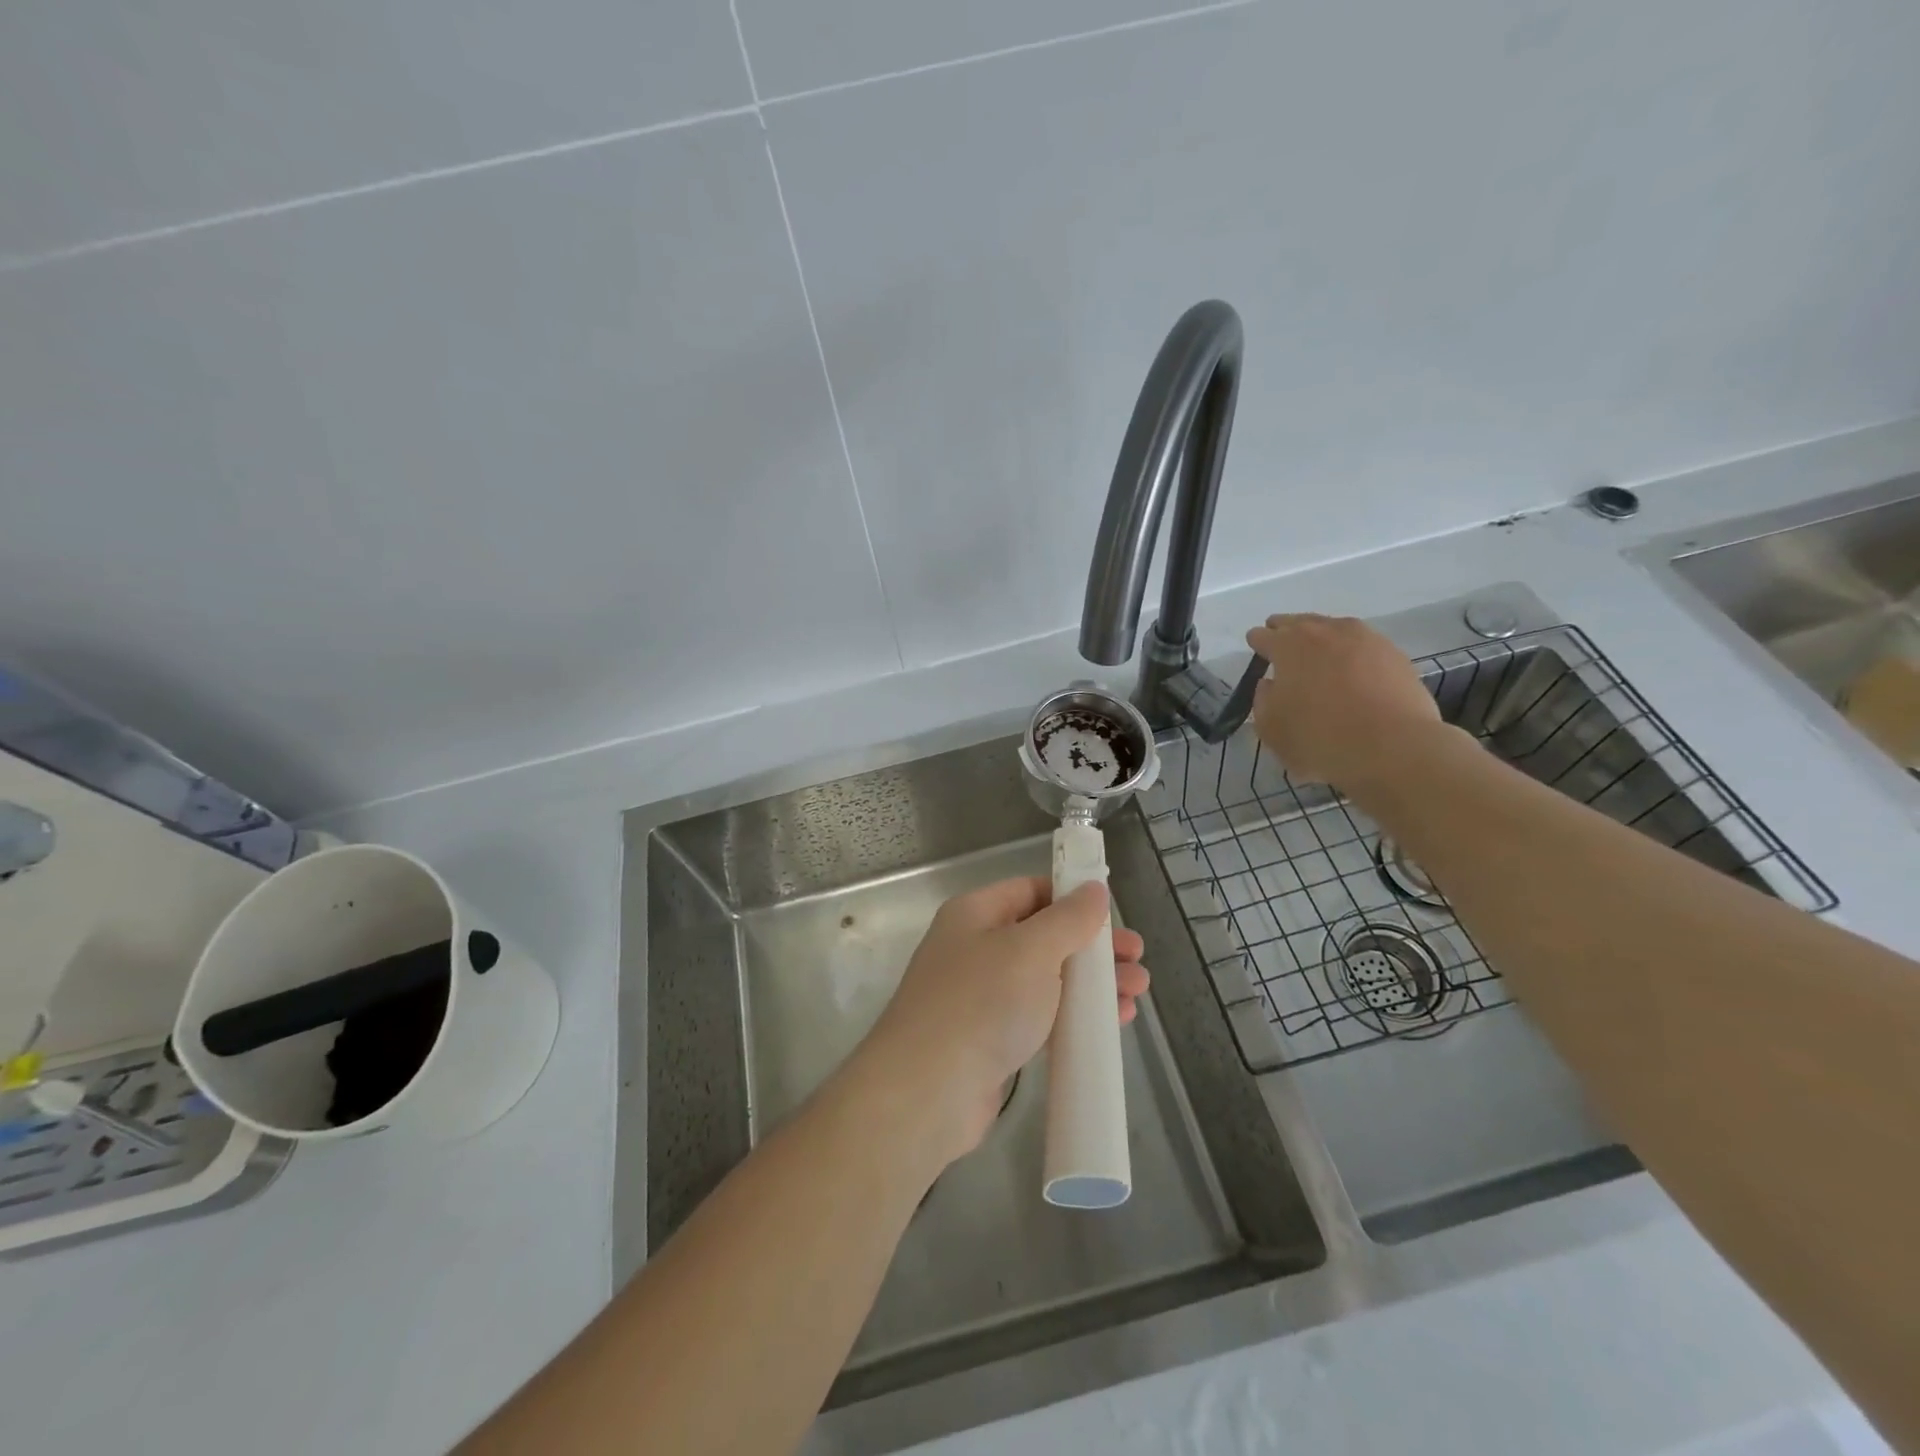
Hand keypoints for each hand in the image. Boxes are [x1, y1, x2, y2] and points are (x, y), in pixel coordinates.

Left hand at [847, 877, 1148, 1168]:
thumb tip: (1093, 889)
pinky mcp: (990, 1039)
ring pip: (1046, 978)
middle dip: (1092, 947)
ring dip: (1091, 983)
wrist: (928, 1091)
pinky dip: (1074, 1015)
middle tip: (1137, 959)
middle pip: (1043, 936)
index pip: (1030, 890)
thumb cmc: (981, 1003)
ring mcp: (981, 996)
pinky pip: (1040, 1016)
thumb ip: (1068, 918)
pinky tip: (1110, 1024)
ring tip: (1136, 992)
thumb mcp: (1031, 949)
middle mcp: (975, 948)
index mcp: (975, 914)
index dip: (1072, 898)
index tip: (1113, 915)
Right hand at [1246, 613, 1446, 788]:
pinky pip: (1363, 644)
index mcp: (1288, 646)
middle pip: (1299, 623)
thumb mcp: (1271, 728)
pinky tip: (1353, 669)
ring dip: (1321, 637)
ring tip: (1319, 654)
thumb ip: (1263, 700)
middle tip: (1282, 644)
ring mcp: (1364, 638)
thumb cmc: (1319, 738)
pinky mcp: (1394, 653)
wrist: (1393, 747)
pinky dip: (1352, 652)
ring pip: (1333, 628)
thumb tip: (1270, 684)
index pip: (1263, 636)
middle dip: (1287, 632)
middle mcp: (1324, 632)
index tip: (1256, 650)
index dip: (1257, 643)